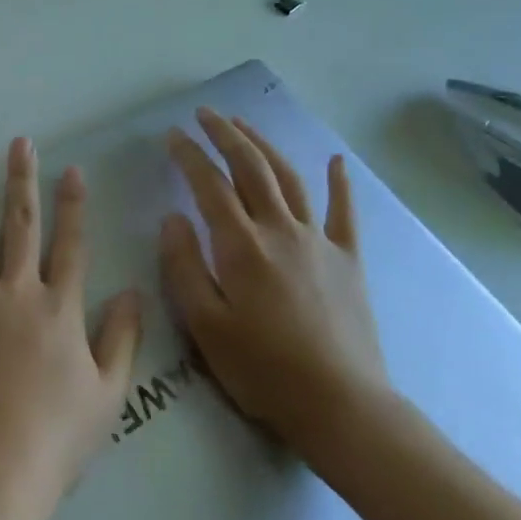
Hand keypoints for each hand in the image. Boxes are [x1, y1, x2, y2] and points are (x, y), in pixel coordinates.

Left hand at [0, 138, 143, 519]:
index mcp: (59, 309)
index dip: (73, 204)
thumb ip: (122, 338)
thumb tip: (134, 290)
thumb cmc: (54, 441)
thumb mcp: (107, 395)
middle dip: (24, 180)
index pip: (71, 243)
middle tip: (21, 142)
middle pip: (23, 225)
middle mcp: (16, 292)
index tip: (72, 169)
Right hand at [159, 107, 390, 460]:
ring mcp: (319, 242)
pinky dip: (340, 184)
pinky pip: (345, 213)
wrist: (342, 406)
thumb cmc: (262, 369)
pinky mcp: (348, 261)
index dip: (189, 156)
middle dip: (225, 135)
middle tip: (205, 113)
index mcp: (241, 245)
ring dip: (265, 146)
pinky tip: (336, 162)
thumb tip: (172, 218)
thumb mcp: (205, 325)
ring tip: (244, 125)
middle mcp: (280, 230)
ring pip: (289, 179)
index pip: (208, 185)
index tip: (172, 135)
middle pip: (251, 168)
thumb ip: (184, 266)